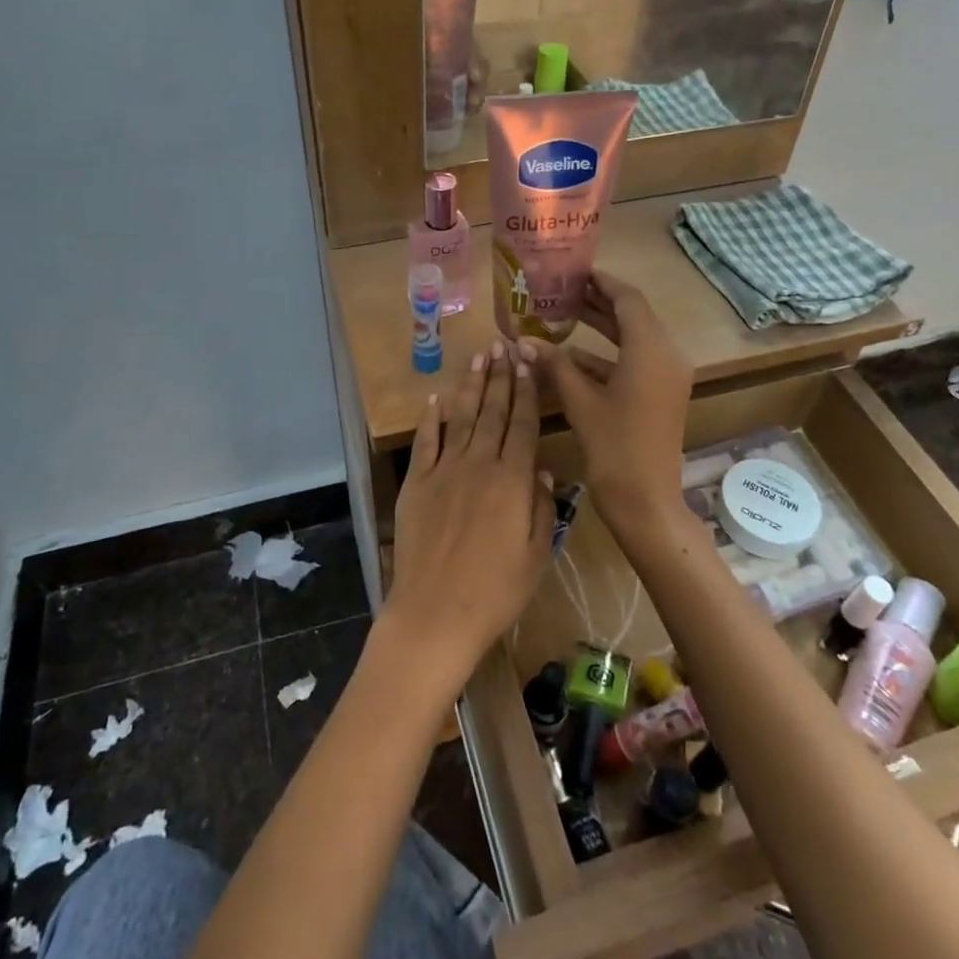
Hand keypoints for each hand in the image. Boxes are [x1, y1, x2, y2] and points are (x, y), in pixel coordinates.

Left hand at [384, 340, 554, 692]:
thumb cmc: (495, 592)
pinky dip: (430, 418)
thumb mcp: (536, 555)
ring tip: (479, 358)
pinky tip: (435, 398)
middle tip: (503, 345)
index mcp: (512, 481)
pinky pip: (425, 442)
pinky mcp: (416, 483)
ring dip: (471, 386)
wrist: (435, 613)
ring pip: (462, 418)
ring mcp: (444, 471)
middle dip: (501, 377)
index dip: (527, 392)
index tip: (528, 363)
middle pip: (493, 412)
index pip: (522, 425)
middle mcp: (478, 464)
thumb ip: (542, 508)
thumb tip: (543, 470)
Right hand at [535, 271, 692, 540]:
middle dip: (600, 303)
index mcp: (651, 350)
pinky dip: (608, 356)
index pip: (629, 300)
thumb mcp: (580, 401)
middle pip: (634, 316)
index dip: (604, 282)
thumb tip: (524, 341)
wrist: (646, 501)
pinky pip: (636, 362)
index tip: (578, 271)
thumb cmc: (614, 446)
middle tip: (565, 289)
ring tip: (566, 314)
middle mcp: (667, 355)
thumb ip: (555, 365)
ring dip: (603, 328)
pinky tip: (573, 357)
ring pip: (634, 339)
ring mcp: (668, 376)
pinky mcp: (662, 394)